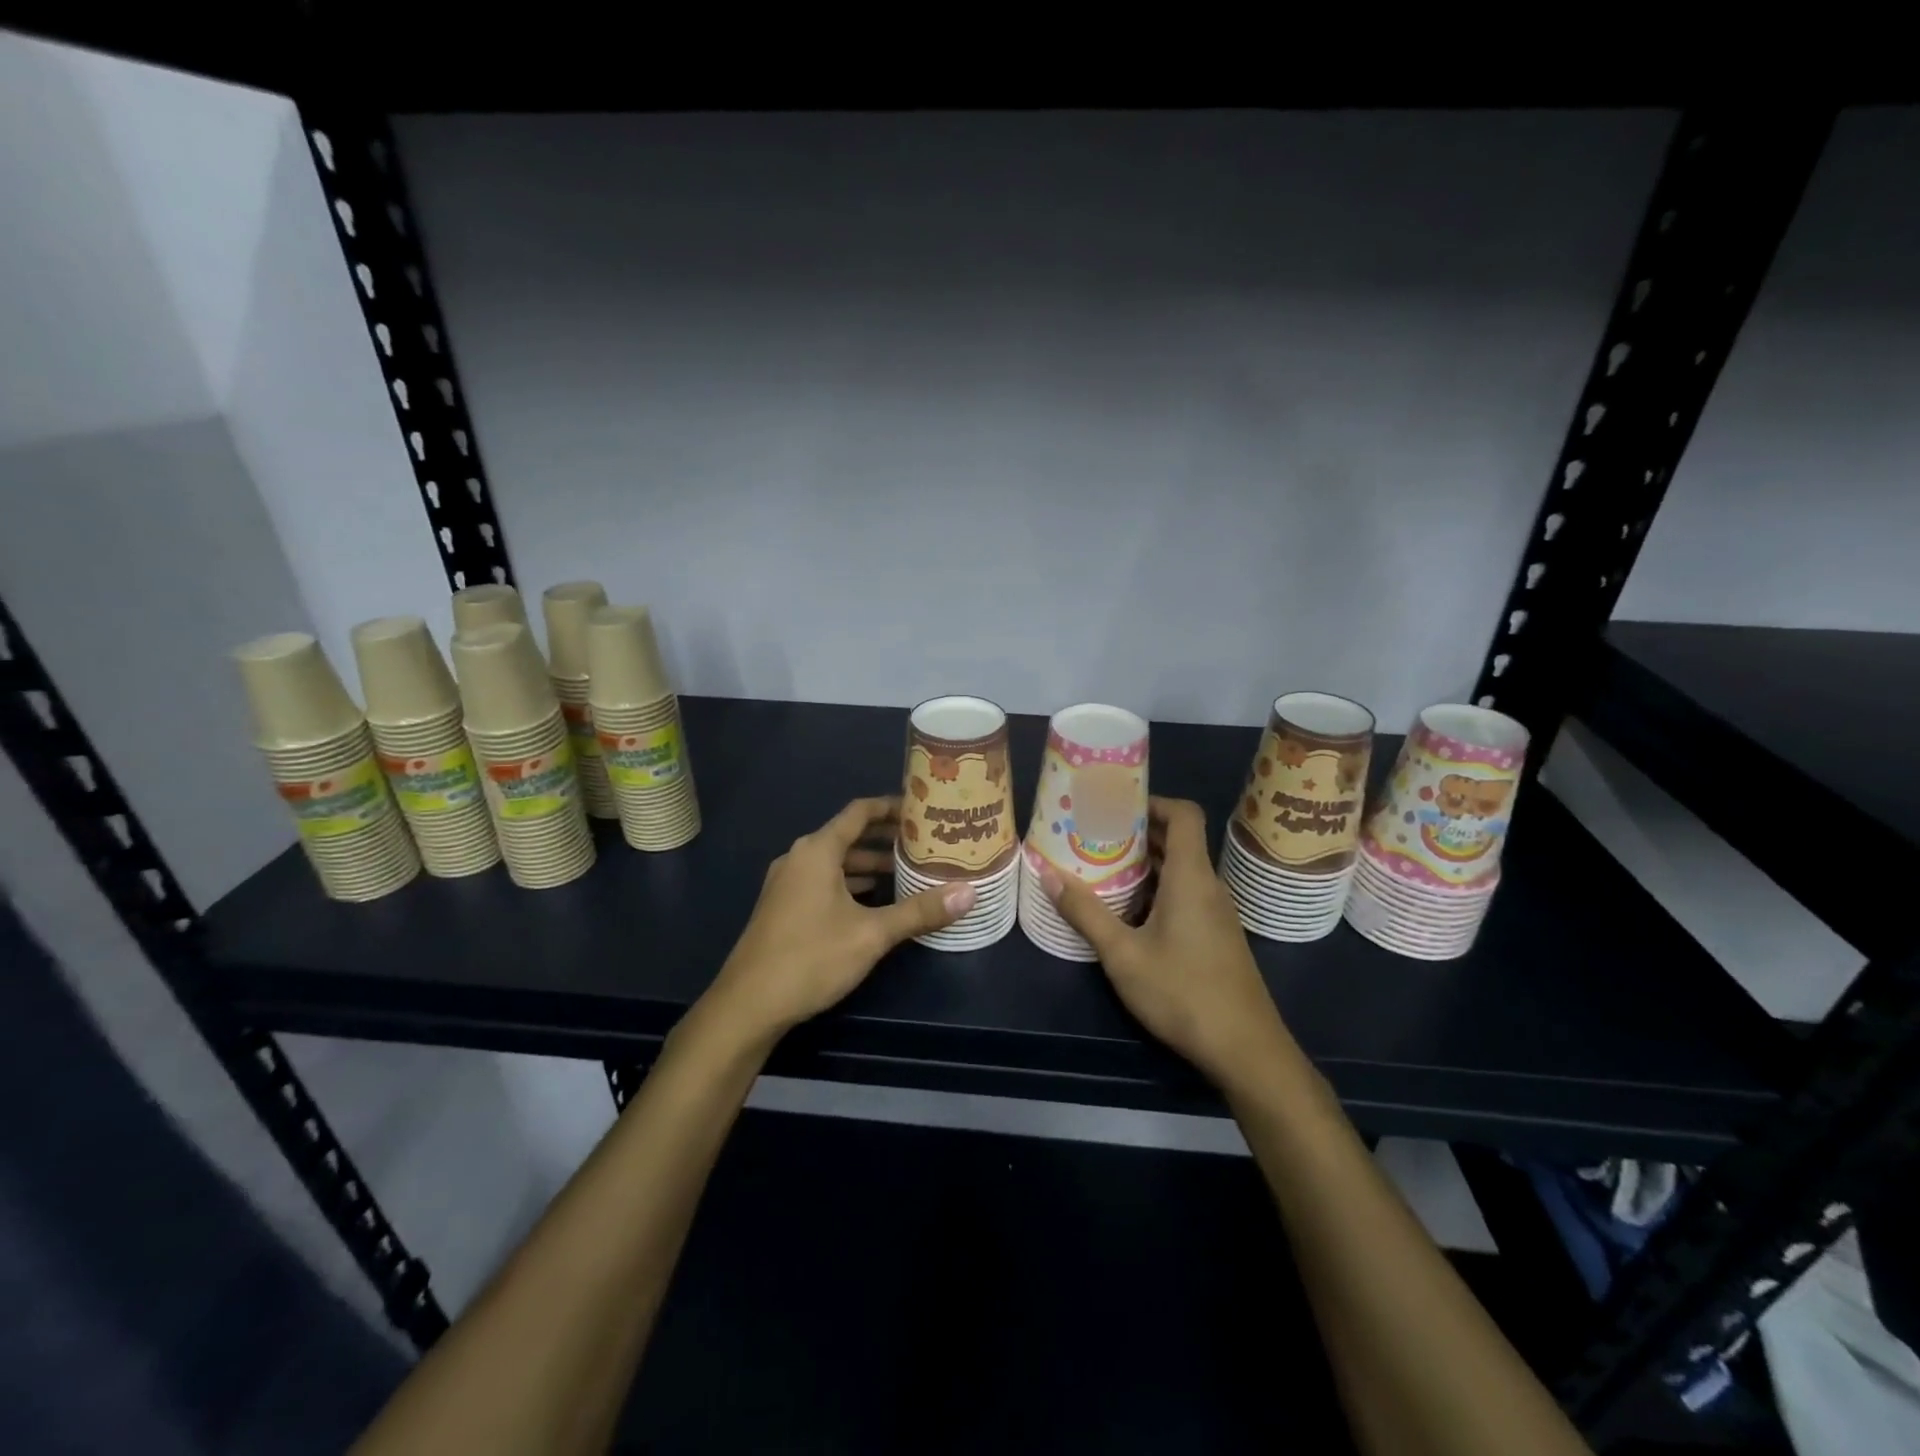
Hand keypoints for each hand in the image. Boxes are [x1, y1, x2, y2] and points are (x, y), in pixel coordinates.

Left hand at [705, 796, 975, 1040]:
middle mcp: (799, 858)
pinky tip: (875, 902)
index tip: (923, 810)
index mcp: (817, 851)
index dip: (891, 807)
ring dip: (869, 864)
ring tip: (908, 872)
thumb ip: (919, 911)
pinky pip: (823, 881)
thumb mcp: (872, 934)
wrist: (748, 1005)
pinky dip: (851, 883)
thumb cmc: (811, 958)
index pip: (859, 812)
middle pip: (848, 836)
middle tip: (925, 843)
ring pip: (836, 862)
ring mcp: (787, 884)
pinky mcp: (783, 907)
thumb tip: (969, 893)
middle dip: (886, 839)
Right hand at [1041, 797, 1290, 1090]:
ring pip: (1181, 870)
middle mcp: (1208, 886)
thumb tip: (1047, 873)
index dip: (1152, 801)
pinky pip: (1186, 894)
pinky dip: (1157, 889)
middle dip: (1137, 832)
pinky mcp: (1216, 936)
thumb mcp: (1123, 954)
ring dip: (1145, 864)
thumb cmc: (1183, 993)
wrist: (1246, 1050)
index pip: (1184, 814)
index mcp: (1191, 877)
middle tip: (1094, 834)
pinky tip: (1127, 911)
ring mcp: (1216, 912)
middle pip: (1178, 840)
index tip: (1115, 805)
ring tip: (1102, 866)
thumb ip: (1085, 912)